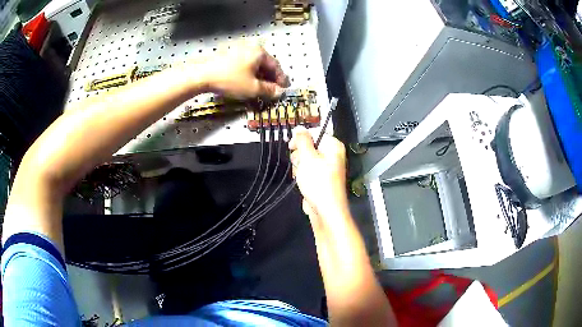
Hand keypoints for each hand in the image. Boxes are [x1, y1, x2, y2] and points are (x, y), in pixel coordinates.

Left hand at [197, 42, 288, 98]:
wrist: (202, 74)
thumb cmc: (230, 80)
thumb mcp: (253, 88)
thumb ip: (269, 90)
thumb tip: (279, 92)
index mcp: (260, 52)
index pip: (276, 66)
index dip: (281, 79)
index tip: (283, 89)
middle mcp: (250, 47)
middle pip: (265, 64)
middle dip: (269, 78)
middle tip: (271, 90)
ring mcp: (237, 48)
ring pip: (253, 63)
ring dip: (258, 76)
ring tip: (258, 88)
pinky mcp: (227, 53)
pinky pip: (243, 63)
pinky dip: (247, 72)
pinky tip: (245, 81)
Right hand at [289, 127, 348, 222]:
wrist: (325, 210)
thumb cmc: (318, 182)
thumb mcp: (308, 157)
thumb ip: (302, 140)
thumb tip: (299, 127)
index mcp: (333, 145)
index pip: (315, 132)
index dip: (301, 138)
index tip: (291, 146)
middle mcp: (332, 155)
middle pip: (309, 146)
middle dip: (300, 155)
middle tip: (299, 164)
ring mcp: (327, 167)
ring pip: (306, 160)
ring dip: (299, 167)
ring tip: (301, 176)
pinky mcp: (321, 179)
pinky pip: (308, 171)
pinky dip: (303, 176)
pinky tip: (302, 182)